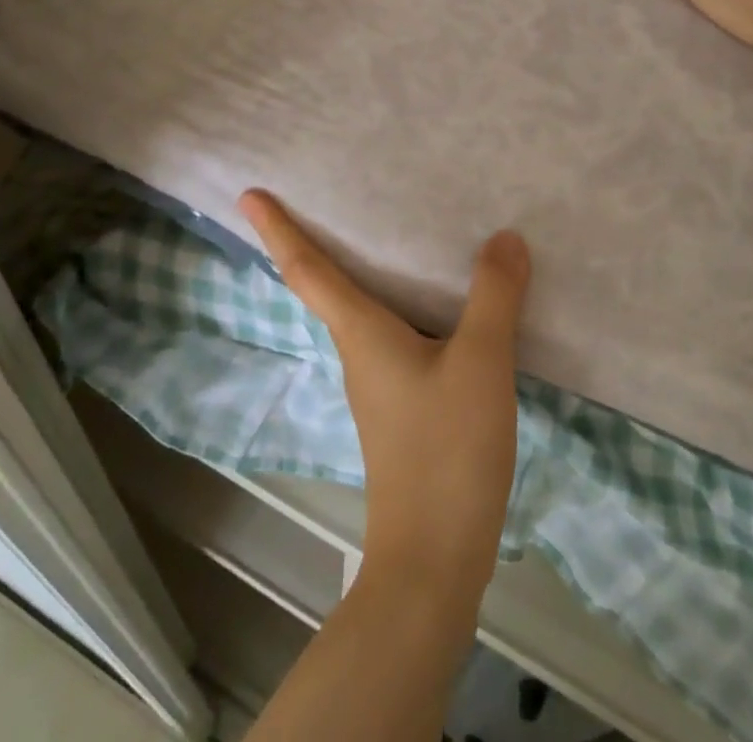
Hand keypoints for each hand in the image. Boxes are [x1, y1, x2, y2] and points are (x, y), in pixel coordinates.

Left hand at [237, 190, 530, 604]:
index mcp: (361, 332)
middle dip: (315, 239)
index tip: (248, 195)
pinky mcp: (403, 407)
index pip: (307, 269)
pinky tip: (442, 302)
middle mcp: (360, 351)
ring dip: (364, 270)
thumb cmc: (446, 451)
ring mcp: (380, 383)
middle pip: (328, 284)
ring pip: (364, 310)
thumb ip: (493, 296)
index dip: (277, 229)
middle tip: (323, 193)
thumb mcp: (480, 363)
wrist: (435, 559)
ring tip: (395, 233)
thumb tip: (504, 237)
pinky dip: (405, 303)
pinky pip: (396, 334)